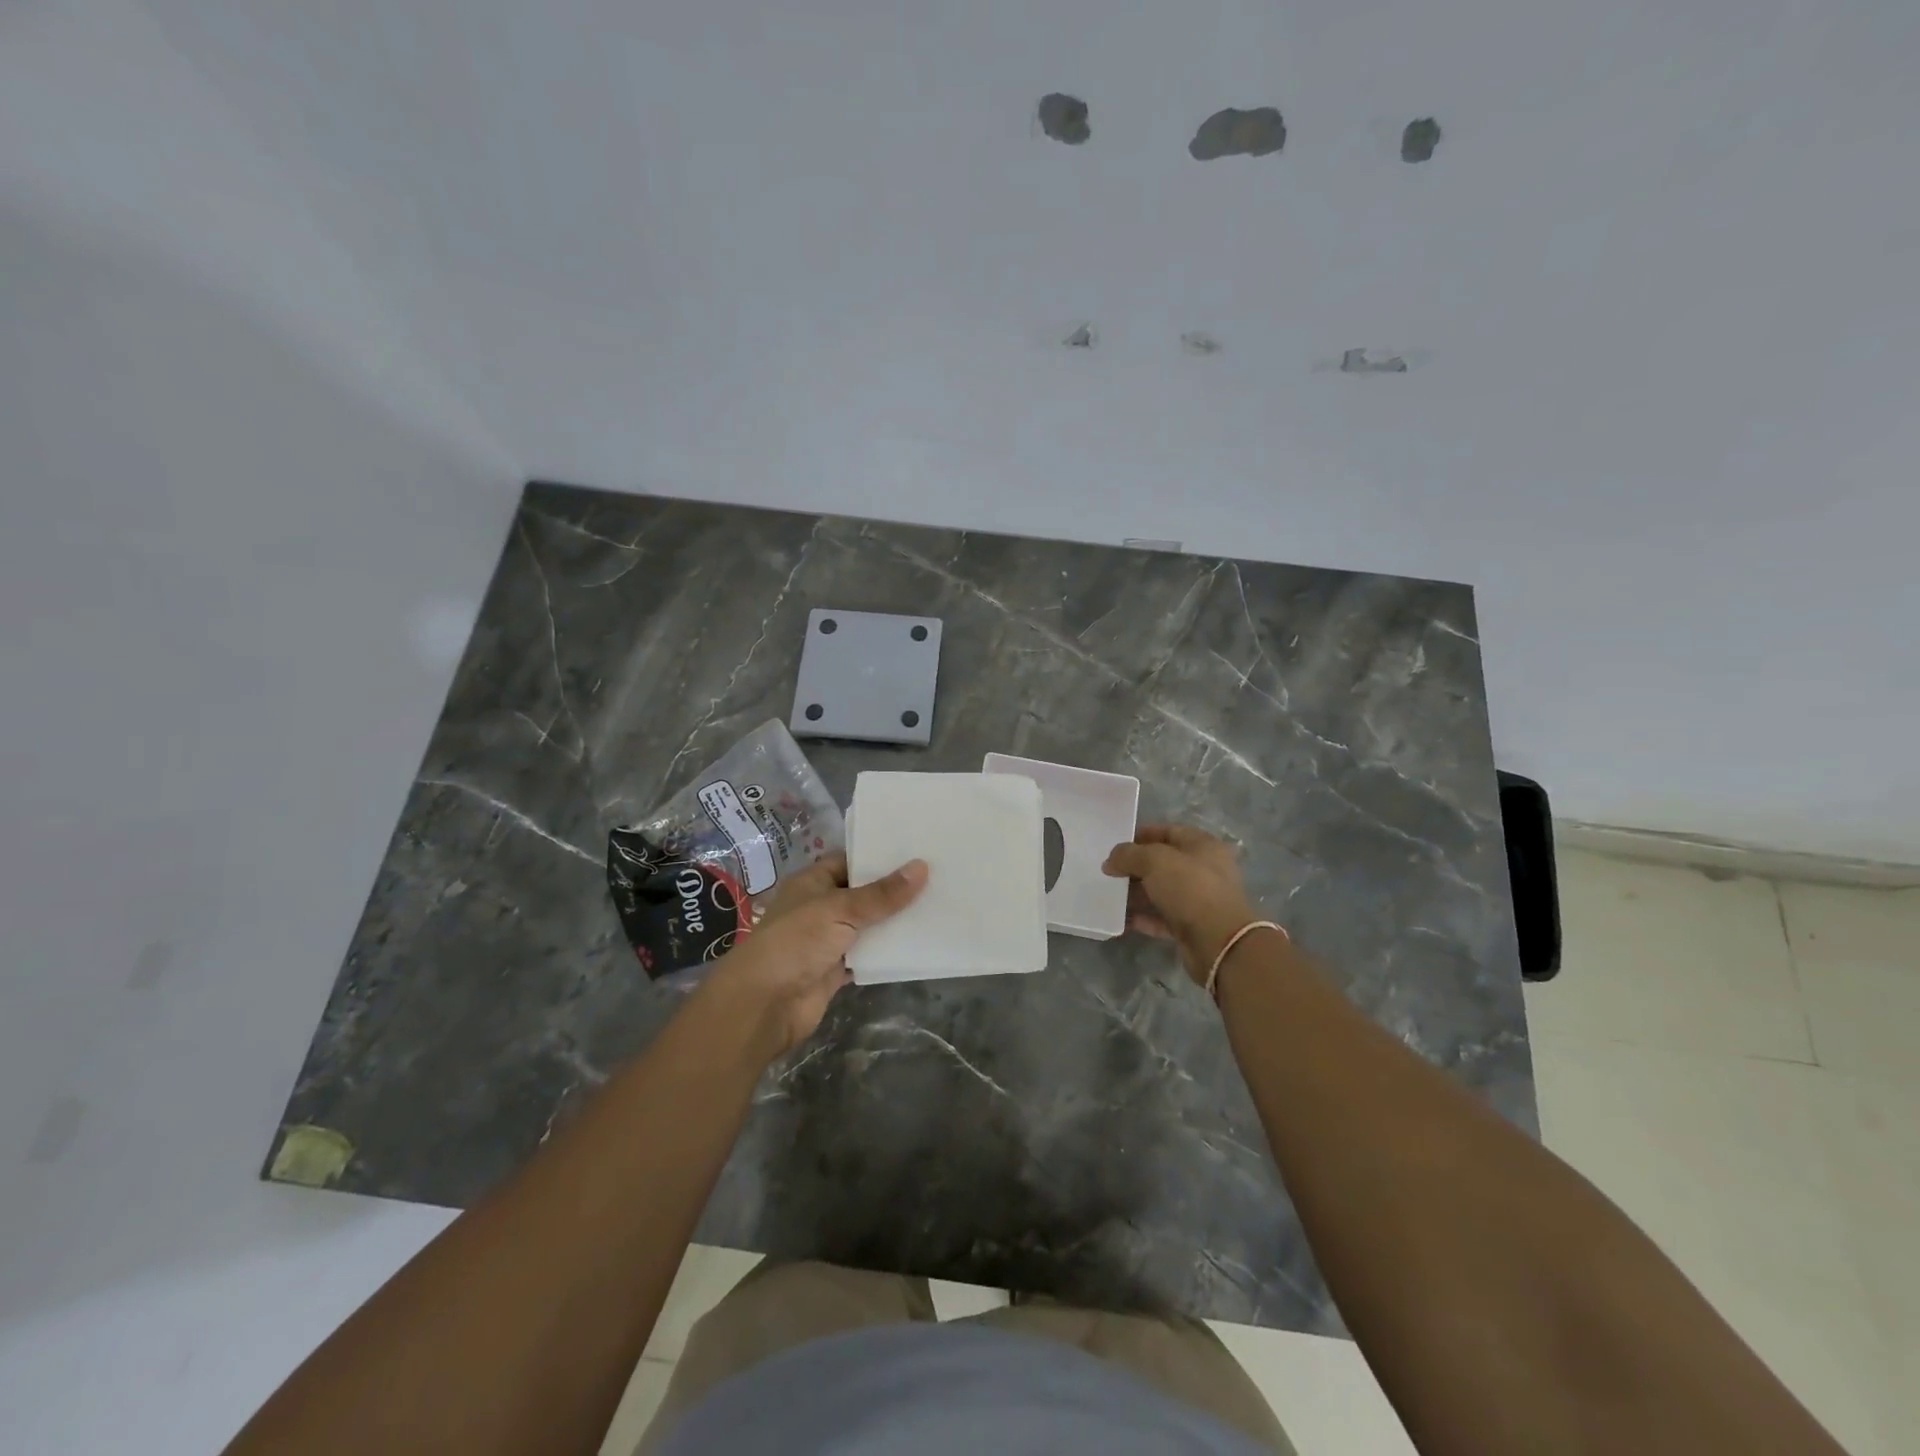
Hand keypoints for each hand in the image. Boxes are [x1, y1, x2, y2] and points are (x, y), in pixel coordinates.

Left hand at [700, 852, 927, 1060]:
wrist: (764, 1004)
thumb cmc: (796, 942)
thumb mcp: (840, 909)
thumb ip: (882, 894)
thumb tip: (922, 866)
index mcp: (812, 882)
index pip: (849, 861)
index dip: (878, 856)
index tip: (917, 850)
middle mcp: (820, 907)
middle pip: (862, 894)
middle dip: (893, 889)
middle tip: (937, 876)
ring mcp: (827, 940)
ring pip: (868, 926)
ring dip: (894, 922)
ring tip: (937, 906)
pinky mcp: (835, 970)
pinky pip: (868, 956)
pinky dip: (887, 953)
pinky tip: (918, 943)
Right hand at [1103, 825, 1258, 984]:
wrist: (1218, 942)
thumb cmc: (1190, 889)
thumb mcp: (1154, 861)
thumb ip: (1128, 855)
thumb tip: (1110, 862)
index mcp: (1203, 846)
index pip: (1169, 832)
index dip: (1142, 835)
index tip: (1116, 844)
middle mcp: (1204, 870)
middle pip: (1163, 863)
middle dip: (1136, 866)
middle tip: (1109, 871)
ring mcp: (1199, 900)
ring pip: (1161, 891)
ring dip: (1136, 893)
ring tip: (1109, 895)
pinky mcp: (1192, 927)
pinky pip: (1162, 917)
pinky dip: (1143, 917)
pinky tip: (1121, 918)